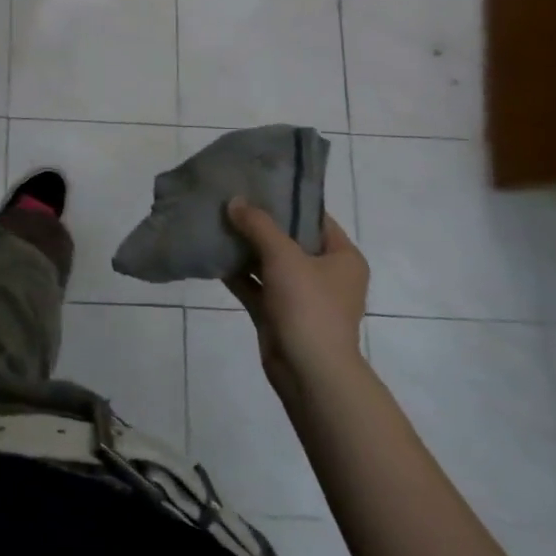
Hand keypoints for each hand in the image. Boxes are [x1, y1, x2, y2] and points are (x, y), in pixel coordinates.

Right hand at [224, 199, 368, 398]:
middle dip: (259, 223)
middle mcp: (326, 275)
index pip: (315, 218)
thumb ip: (258, 225)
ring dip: (245, 248)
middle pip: (289, 240)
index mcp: (343, 258)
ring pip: (269, 263)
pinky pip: (256, 285)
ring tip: (216, 221)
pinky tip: (212, 254)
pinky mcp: (279, 314)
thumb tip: (234, 201)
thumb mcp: (284, 256)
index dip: (287, 201)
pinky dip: (237, 273)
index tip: (257, 184)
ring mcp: (301, 297)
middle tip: (230, 200)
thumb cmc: (309, 306)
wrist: (309, 372)